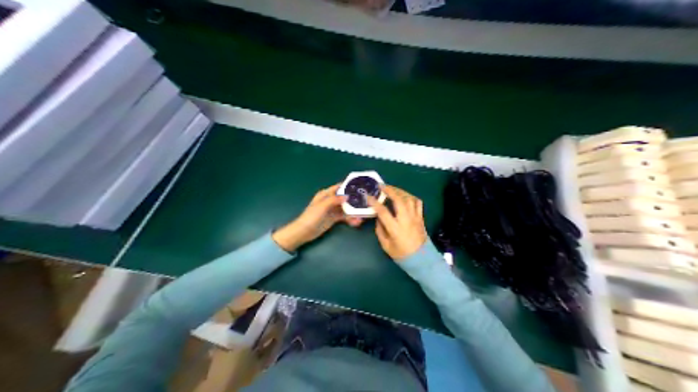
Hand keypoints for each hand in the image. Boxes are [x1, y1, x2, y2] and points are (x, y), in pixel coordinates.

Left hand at [270, 185, 362, 252]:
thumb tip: (347, 196)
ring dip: (354, 211)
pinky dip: (350, 219)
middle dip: (354, 200)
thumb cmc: (311, 216)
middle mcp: (330, 200)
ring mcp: (332, 210)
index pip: (339, 187)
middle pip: (345, 198)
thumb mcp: (322, 206)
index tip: (360, 186)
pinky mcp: (334, 219)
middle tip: (366, 201)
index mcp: (325, 194)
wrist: (304, 231)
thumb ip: (334, 200)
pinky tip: (357, 222)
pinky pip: (345, 217)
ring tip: (363, 215)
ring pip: (346, 208)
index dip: (348, 186)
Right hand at [368, 186, 428, 260]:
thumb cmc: (401, 254)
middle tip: (381, 186)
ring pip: (409, 198)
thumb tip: (378, 218)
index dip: (375, 203)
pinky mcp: (421, 217)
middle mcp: (406, 220)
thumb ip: (380, 230)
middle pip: (399, 200)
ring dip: (400, 191)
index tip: (368, 197)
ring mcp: (415, 217)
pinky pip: (417, 203)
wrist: (421, 258)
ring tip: (392, 189)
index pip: (383, 211)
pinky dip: (410, 197)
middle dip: (389, 190)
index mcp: (395, 228)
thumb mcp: (386, 245)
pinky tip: (405, 196)